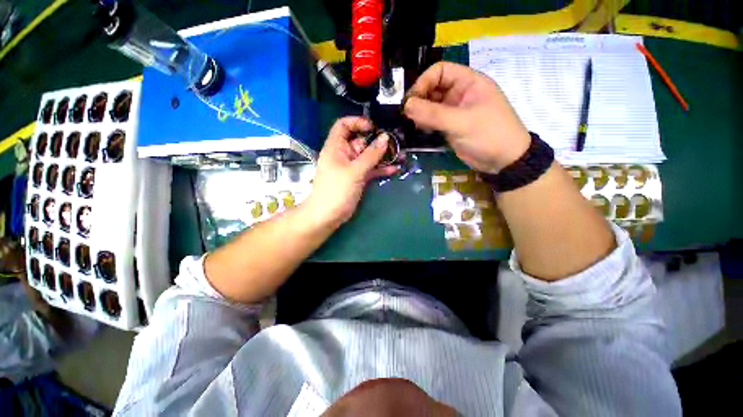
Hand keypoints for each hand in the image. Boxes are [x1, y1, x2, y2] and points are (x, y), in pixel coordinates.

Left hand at [305, 117, 398, 226]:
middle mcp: (344, 154)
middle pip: (360, 142)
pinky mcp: (358, 178)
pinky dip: (381, 169)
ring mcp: (352, 167)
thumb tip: (385, 138)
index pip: (343, 126)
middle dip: (377, 142)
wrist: (328, 215)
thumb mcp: (354, 171)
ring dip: (382, 157)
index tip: (373, 127)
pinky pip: (371, 170)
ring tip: (400, 156)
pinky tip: (394, 169)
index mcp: (336, 147)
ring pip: (368, 157)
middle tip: (395, 144)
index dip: (357, 122)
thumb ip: (371, 155)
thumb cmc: (336, 190)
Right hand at [404, 62, 530, 173]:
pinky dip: (424, 123)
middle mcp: (459, 93)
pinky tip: (420, 129)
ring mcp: (454, 111)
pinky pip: (433, 120)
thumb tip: (406, 106)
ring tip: (413, 123)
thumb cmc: (489, 134)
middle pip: (433, 88)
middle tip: (408, 114)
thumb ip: (433, 114)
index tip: (412, 100)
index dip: (424, 81)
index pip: (440, 71)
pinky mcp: (450, 126)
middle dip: (419, 98)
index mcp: (468, 82)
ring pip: (431, 105)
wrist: (503, 161)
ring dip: (420, 112)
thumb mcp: (462, 122)